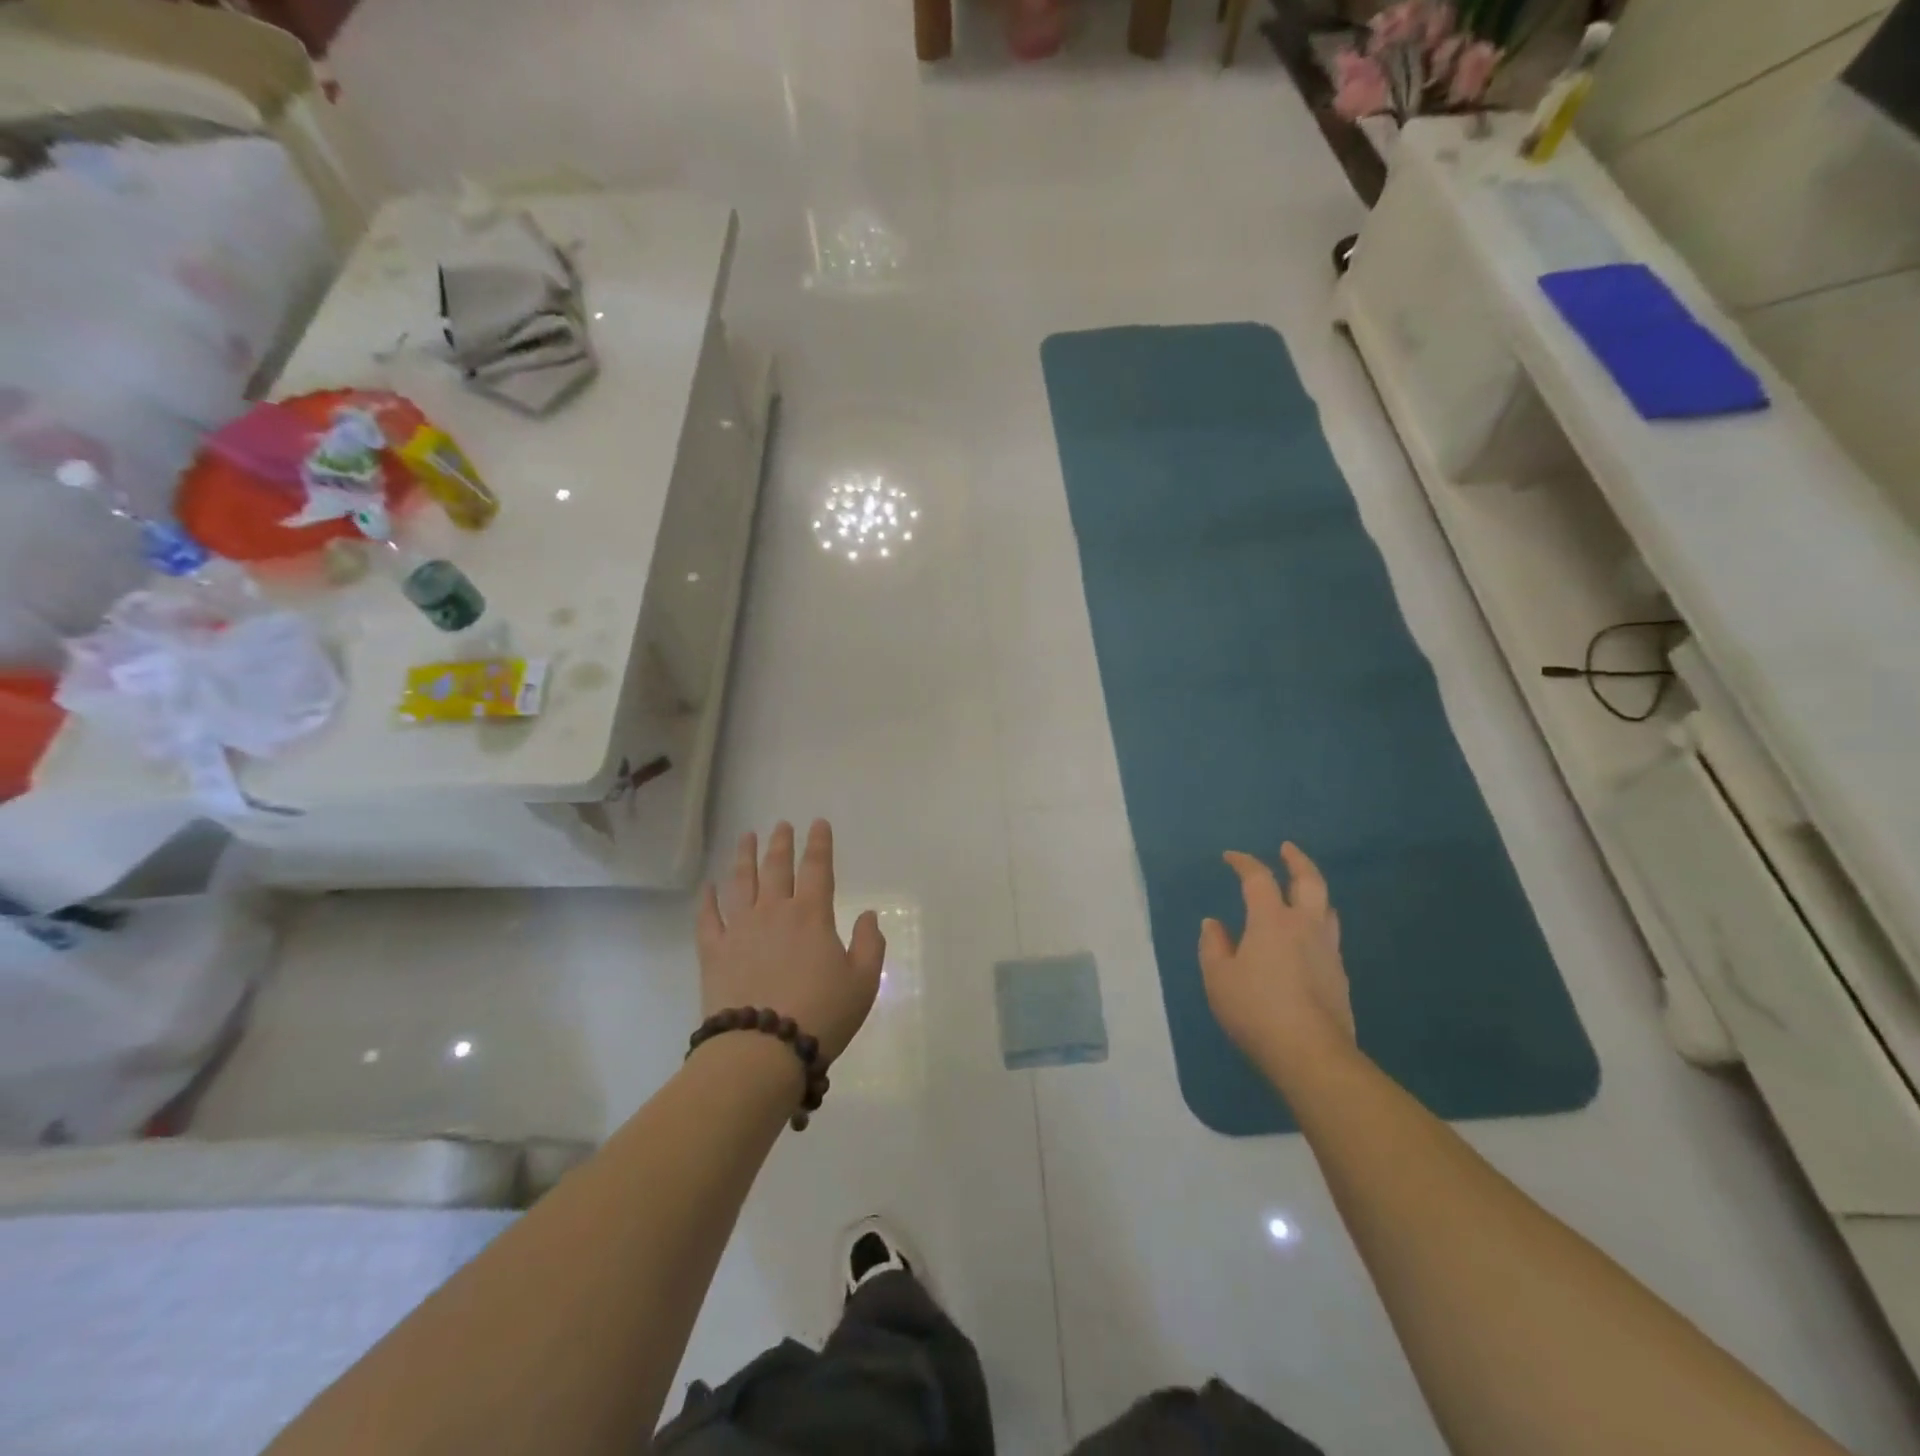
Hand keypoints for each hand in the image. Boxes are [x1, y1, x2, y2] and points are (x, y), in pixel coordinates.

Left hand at [696, 821, 885, 1063]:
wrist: (762, 1049)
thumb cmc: (821, 1014)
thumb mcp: (863, 982)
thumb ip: (870, 943)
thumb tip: (867, 914)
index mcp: (812, 915)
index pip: (817, 868)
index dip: (819, 844)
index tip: (818, 823)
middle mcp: (774, 912)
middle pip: (776, 867)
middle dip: (781, 843)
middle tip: (781, 824)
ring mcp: (740, 929)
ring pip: (741, 883)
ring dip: (744, 857)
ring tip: (746, 837)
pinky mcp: (714, 952)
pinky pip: (708, 917)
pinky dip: (707, 899)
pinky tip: (708, 886)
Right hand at [1199, 843, 1354, 1067]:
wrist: (1311, 1054)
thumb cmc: (1256, 1010)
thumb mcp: (1218, 978)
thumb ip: (1214, 946)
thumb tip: (1214, 924)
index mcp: (1272, 921)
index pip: (1258, 879)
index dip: (1244, 863)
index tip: (1231, 857)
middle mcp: (1305, 927)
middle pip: (1309, 881)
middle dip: (1297, 861)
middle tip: (1287, 849)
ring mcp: (1328, 951)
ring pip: (1327, 908)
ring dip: (1313, 892)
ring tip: (1302, 892)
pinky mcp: (1340, 977)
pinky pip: (1329, 938)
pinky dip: (1317, 925)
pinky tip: (1306, 941)